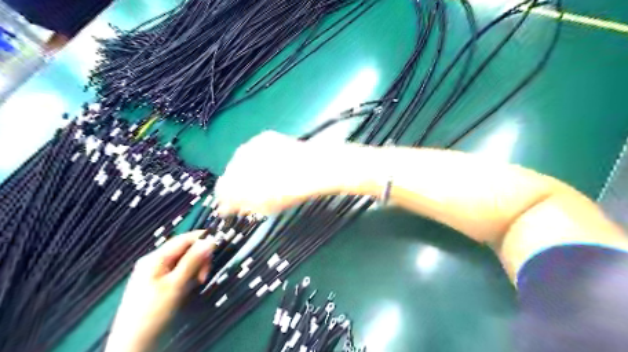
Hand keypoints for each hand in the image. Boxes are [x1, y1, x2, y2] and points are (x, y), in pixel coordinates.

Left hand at [105, 231, 215, 351]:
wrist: (133, 345)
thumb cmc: (153, 313)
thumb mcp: (176, 285)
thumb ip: (192, 261)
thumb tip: (210, 240)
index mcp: (155, 258)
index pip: (184, 239)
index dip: (202, 240)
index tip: (217, 250)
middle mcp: (155, 261)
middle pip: (185, 249)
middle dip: (199, 259)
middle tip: (204, 276)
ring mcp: (156, 272)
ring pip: (184, 261)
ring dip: (195, 269)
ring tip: (197, 284)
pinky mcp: (159, 283)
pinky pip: (179, 272)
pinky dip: (188, 276)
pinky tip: (188, 287)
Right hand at [215, 130, 357, 215]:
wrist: (309, 170)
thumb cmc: (287, 193)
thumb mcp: (263, 207)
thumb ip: (242, 205)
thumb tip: (228, 207)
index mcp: (233, 182)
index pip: (221, 190)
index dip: (228, 197)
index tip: (236, 201)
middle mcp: (235, 162)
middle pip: (231, 173)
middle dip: (240, 181)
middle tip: (256, 188)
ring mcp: (249, 147)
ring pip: (243, 159)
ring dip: (250, 167)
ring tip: (269, 173)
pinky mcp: (262, 137)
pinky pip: (256, 149)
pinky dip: (262, 155)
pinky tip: (275, 161)